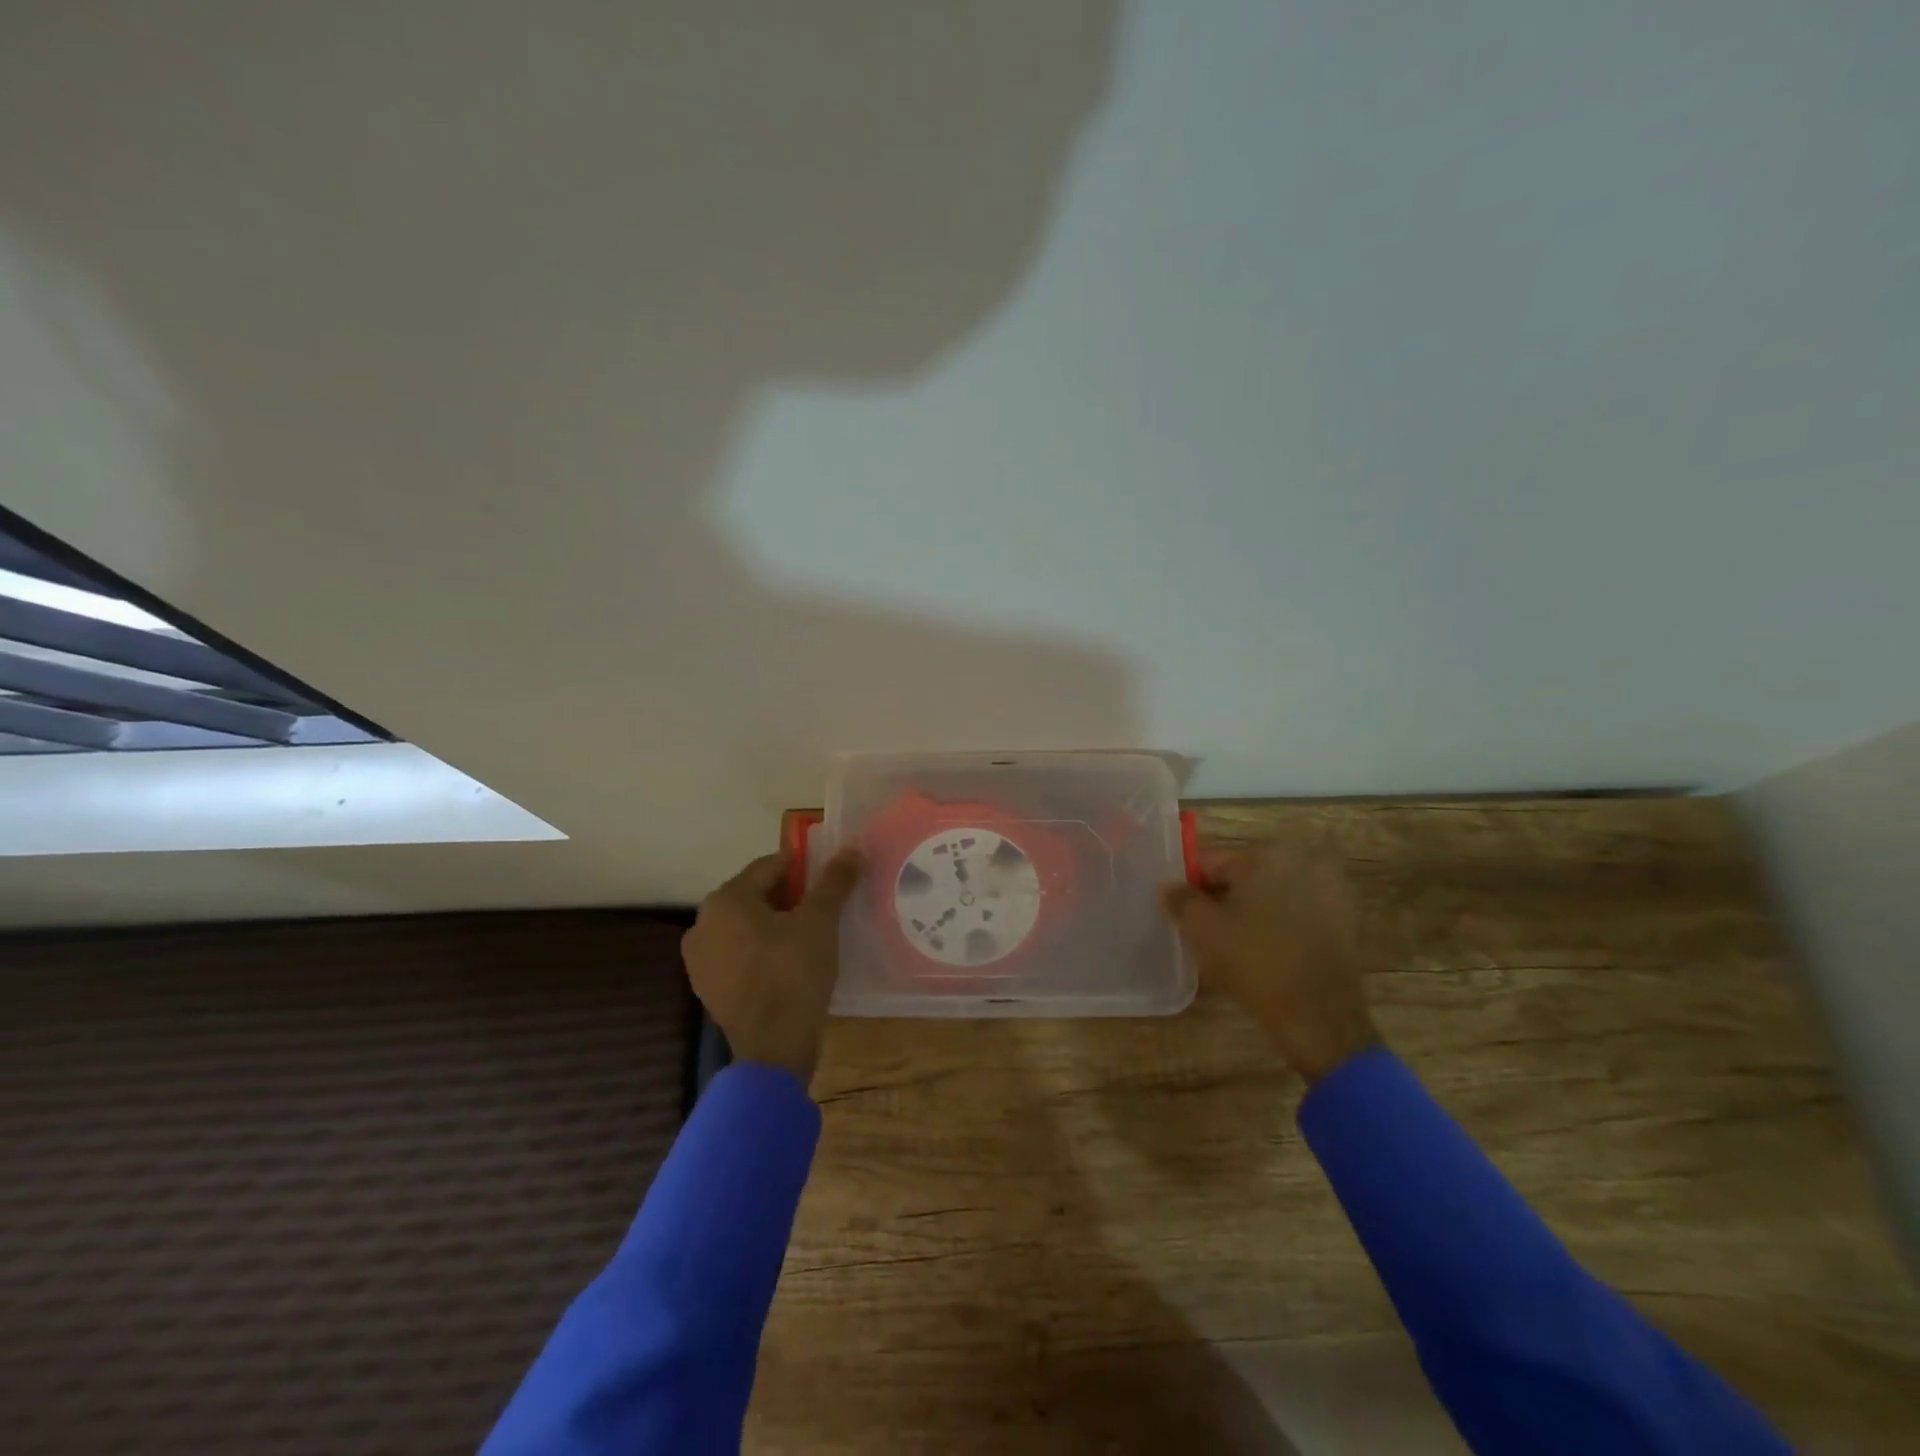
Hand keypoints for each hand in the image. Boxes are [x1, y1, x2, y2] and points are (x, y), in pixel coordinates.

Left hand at [682, 848, 864, 1088]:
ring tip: (811, 939)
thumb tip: (853, 849)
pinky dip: (762, 952)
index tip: (832, 882)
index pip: (771, 866)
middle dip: (791, 898)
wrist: (772, 1050)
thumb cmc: (794, 974)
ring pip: (747, 927)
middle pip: (756, 896)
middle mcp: (702, 923)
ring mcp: (699, 959)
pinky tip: (789, 966)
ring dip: (776, 926)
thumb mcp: (821, 921)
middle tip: (826, 911)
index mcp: (725, 899)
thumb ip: (835, 881)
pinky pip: (739, 955)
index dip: (806, 870)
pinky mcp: (707, 988)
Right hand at [1159, 830, 1380, 1085]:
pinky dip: (1280, 925)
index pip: (1211, 863)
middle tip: (1206, 931)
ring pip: (1272, 895)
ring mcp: (1328, 890)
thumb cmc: (1254, 961)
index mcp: (1264, 855)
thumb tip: (1167, 888)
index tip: (1182, 915)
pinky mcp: (1344, 920)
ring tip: (1235, 945)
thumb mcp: (1201, 929)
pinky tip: (1267, 953)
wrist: (1319, 1015)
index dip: (1191, 889)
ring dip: (1252, 911)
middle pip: (1244, 877)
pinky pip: (1297, 913)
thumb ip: (1179, 900)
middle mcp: (1300, 861)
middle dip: (1223, 899)